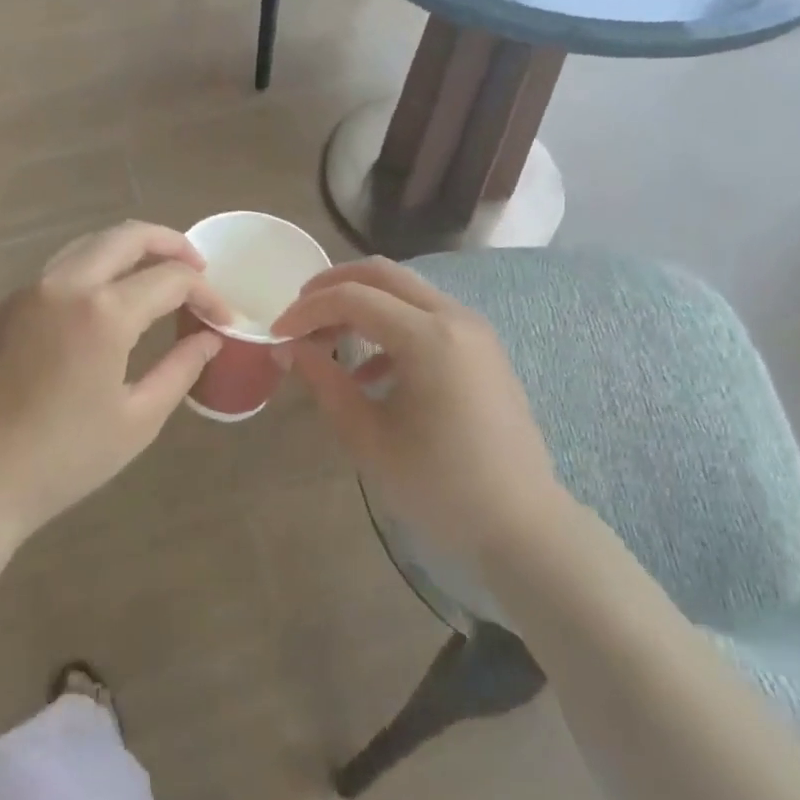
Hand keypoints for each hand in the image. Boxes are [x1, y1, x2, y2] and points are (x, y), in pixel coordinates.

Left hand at [0, 222, 230, 546]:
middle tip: (196, 267)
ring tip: (153, 277)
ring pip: (87, 246)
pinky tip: (100, 308)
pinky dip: (90, 274)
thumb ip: (180, 368)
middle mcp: (64, 284)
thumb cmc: (63, 459)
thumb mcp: (138, 419)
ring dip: (127, 252)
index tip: (222, 318)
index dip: (206, 293)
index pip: (170, 279)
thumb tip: (208, 338)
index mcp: (103, 312)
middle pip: (126, 236)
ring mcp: (27, 292)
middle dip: (170, 243)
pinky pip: (56, 273)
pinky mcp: (1, 308)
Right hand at [272, 258, 570, 558]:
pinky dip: (390, 325)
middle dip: (332, 285)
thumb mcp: (369, 438)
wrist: (523, 526)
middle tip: (298, 313)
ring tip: (326, 338)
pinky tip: (369, 371)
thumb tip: (287, 348)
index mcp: (428, 337)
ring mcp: (473, 329)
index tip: (277, 333)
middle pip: (381, 274)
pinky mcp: (481, 347)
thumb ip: (325, 382)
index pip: (352, 298)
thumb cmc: (440, 486)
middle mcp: (454, 317)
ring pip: (404, 290)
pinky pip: (426, 315)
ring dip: (361, 302)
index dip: (307, 310)